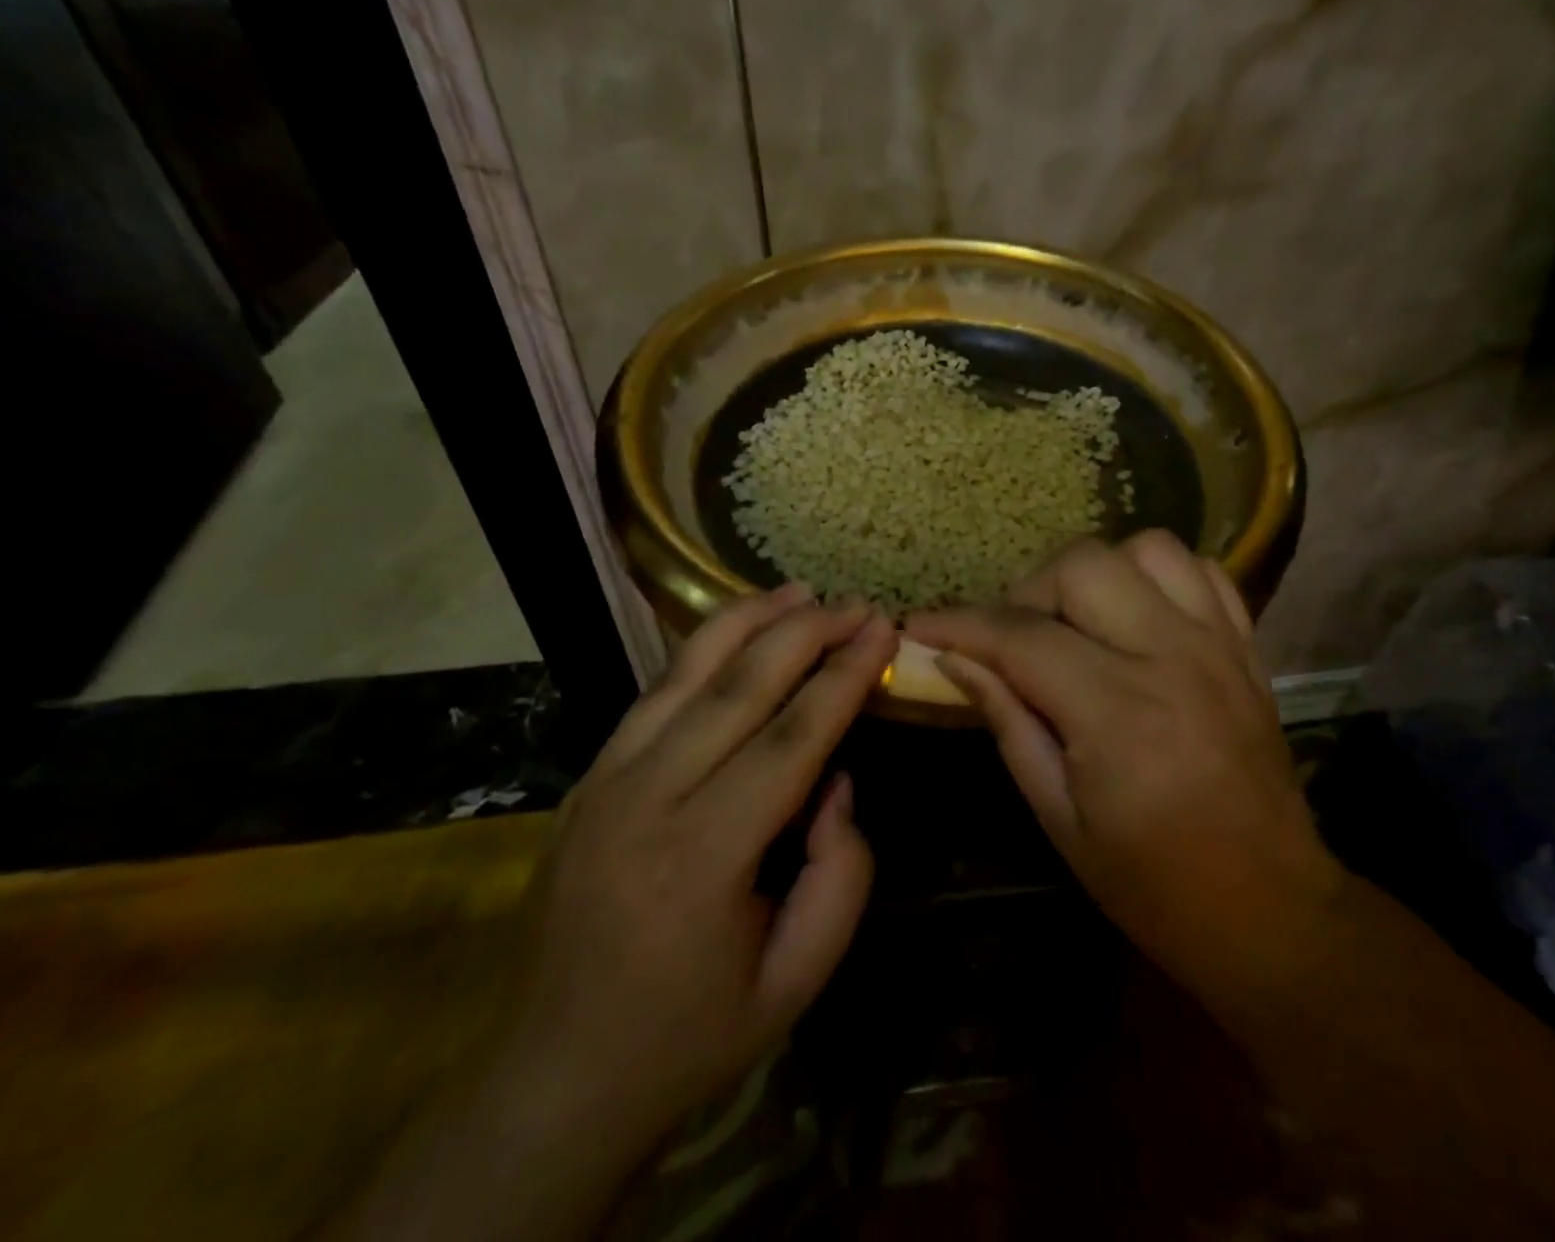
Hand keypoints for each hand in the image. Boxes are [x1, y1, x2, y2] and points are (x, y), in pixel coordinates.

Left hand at [503, 585, 895, 1154]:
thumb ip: (842, 875)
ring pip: (685, 673)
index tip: (883, 632)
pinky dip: (702, 651)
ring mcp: (605, 782)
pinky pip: (655, 694)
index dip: (844, 677)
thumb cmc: (691, 1036)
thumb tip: (834, 780)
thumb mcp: (797, 980)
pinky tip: (738, 631)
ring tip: (798, 591)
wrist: (555, 1078)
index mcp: (702, 857)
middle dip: (805, 633)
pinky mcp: (588, 779)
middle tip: (854, 603)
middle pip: (738, 687)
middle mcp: (645, 800)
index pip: (791, 738)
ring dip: (748, 621)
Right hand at [906, 533, 1341, 1007]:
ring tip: (1076, 621)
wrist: (1270, 909)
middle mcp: (1171, 658)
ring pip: (1146, 549)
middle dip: (1028, 592)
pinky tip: (1135, 615)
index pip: (1021, 637)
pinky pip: (1200, 570)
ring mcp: (1217, 645)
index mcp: (1118, 714)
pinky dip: (1156, 577)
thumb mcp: (1058, 818)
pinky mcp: (1245, 647)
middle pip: (1082, 566)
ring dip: (1095, 574)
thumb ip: (1008, 722)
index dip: (960, 624)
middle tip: (1012, 639)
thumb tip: (955, 660)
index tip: (920, 625)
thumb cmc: (1152, 883)